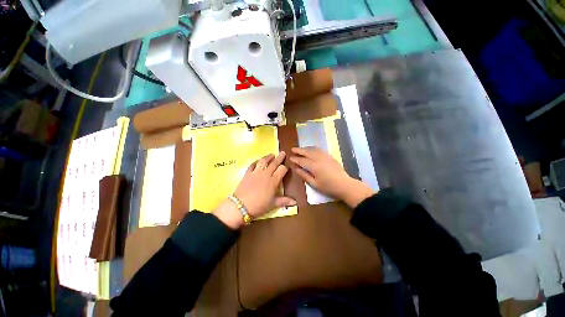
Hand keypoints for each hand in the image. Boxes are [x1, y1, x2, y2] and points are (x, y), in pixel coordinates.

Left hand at [213, 152, 295, 228]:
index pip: (282, 170)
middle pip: (274, 163)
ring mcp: (256, 172)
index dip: (285, 167)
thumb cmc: (259, 205)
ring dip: (268, 157)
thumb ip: (284, 201)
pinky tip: (258, 161)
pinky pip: (252, 165)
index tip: (287, 166)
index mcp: (273, 181)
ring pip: (263, 161)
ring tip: (272, 154)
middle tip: (282, 152)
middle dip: (279, 158)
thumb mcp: (273, 204)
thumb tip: (295, 202)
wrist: (240, 206)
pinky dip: (256, 162)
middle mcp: (265, 174)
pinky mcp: (247, 173)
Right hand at [290, 147, 373, 207]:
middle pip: (307, 152)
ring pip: (313, 149)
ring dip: (306, 148)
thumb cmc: (328, 187)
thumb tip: (297, 169)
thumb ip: (305, 176)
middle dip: (299, 150)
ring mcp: (325, 156)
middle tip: (293, 149)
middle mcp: (319, 159)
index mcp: (314, 166)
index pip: (302, 161)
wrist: (344, 185)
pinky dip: (313, 148)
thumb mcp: (314, 184)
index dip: (296, 159)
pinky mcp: (330, 156)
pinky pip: (319, 150)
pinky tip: (311, 150)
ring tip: (301, 149)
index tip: (290, 158)